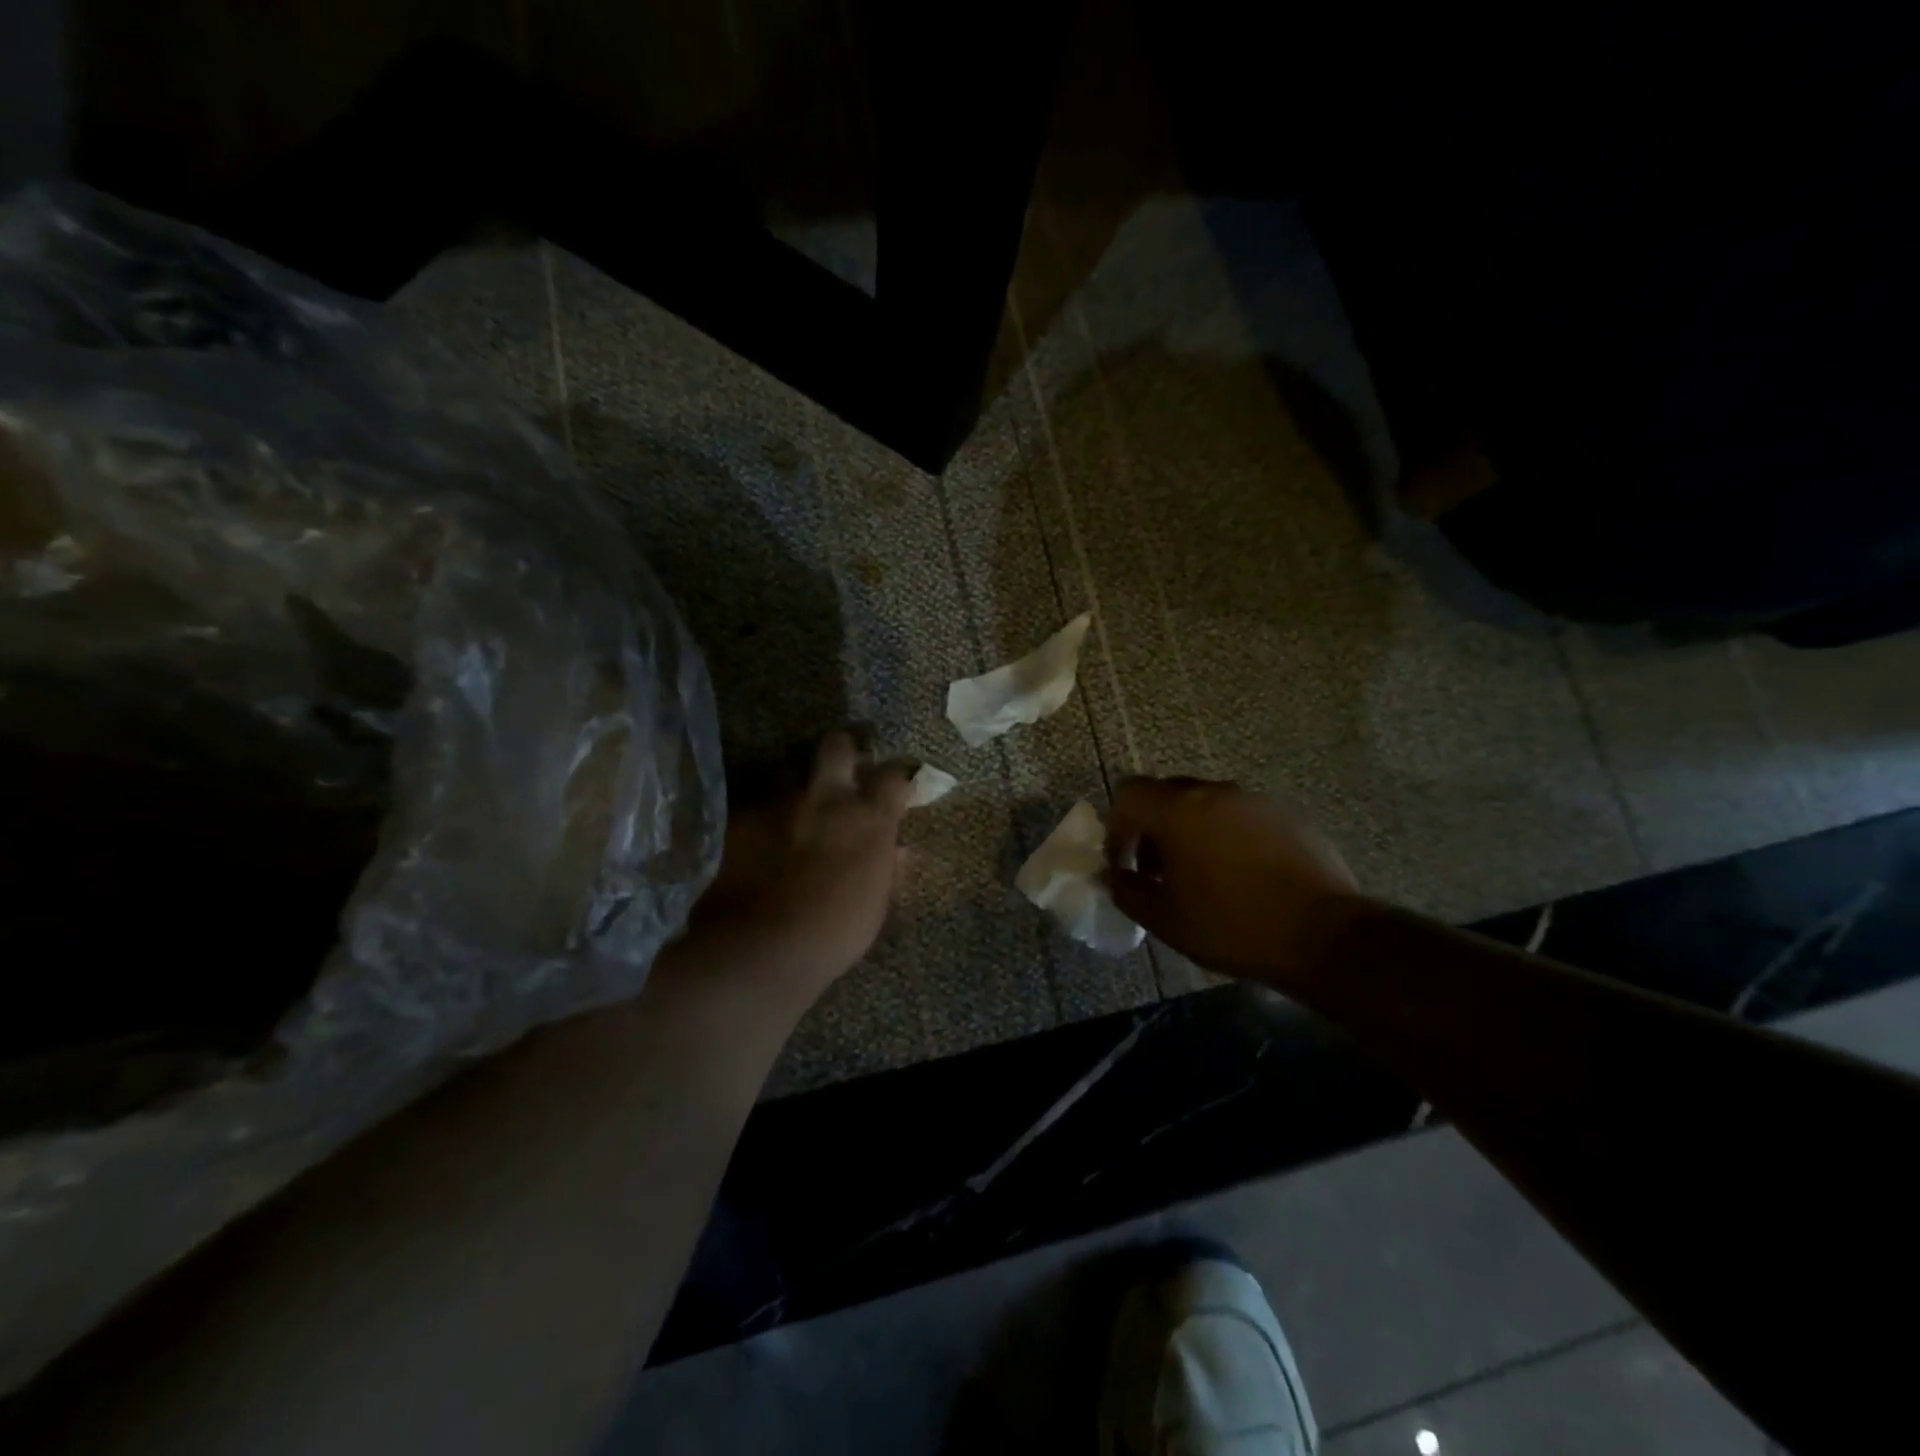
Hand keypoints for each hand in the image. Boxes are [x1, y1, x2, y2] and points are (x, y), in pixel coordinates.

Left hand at [674, 732, 910, 1015]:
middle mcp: (826, 798)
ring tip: (794, 807)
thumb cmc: (833, 934)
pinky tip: (758, 839)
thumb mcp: (874, 906)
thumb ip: (886, 869)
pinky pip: (755, 805)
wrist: (760, 949)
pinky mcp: (739, 818)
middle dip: (841, 752)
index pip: (892, 775)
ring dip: (796, 784)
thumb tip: (899, 851)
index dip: (893, 777)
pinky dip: (762, 817)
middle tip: (841, 771)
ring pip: (788, 770)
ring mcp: (779, 804)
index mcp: (868, 819)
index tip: (893, 789)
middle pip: (836, 746)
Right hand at [1104, 777, 1360, 984]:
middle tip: (1159, 871)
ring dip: (1191, 831)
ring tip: (1202, 876)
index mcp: (1179, 810)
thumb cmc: (1233, 926)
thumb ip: (1127, 891)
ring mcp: (1256, 800)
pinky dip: (1228, 836)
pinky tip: (1243, 876)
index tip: (1125, 864)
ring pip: (1207, 804)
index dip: (1118, 826)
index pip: (1129, 793)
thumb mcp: (1166, 920)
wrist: (1325, 936)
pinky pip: (1242, 816)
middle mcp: (1216, 792)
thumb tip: (1111, 876)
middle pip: (1168, 794)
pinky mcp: (1288, 815)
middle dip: (1153, 828)